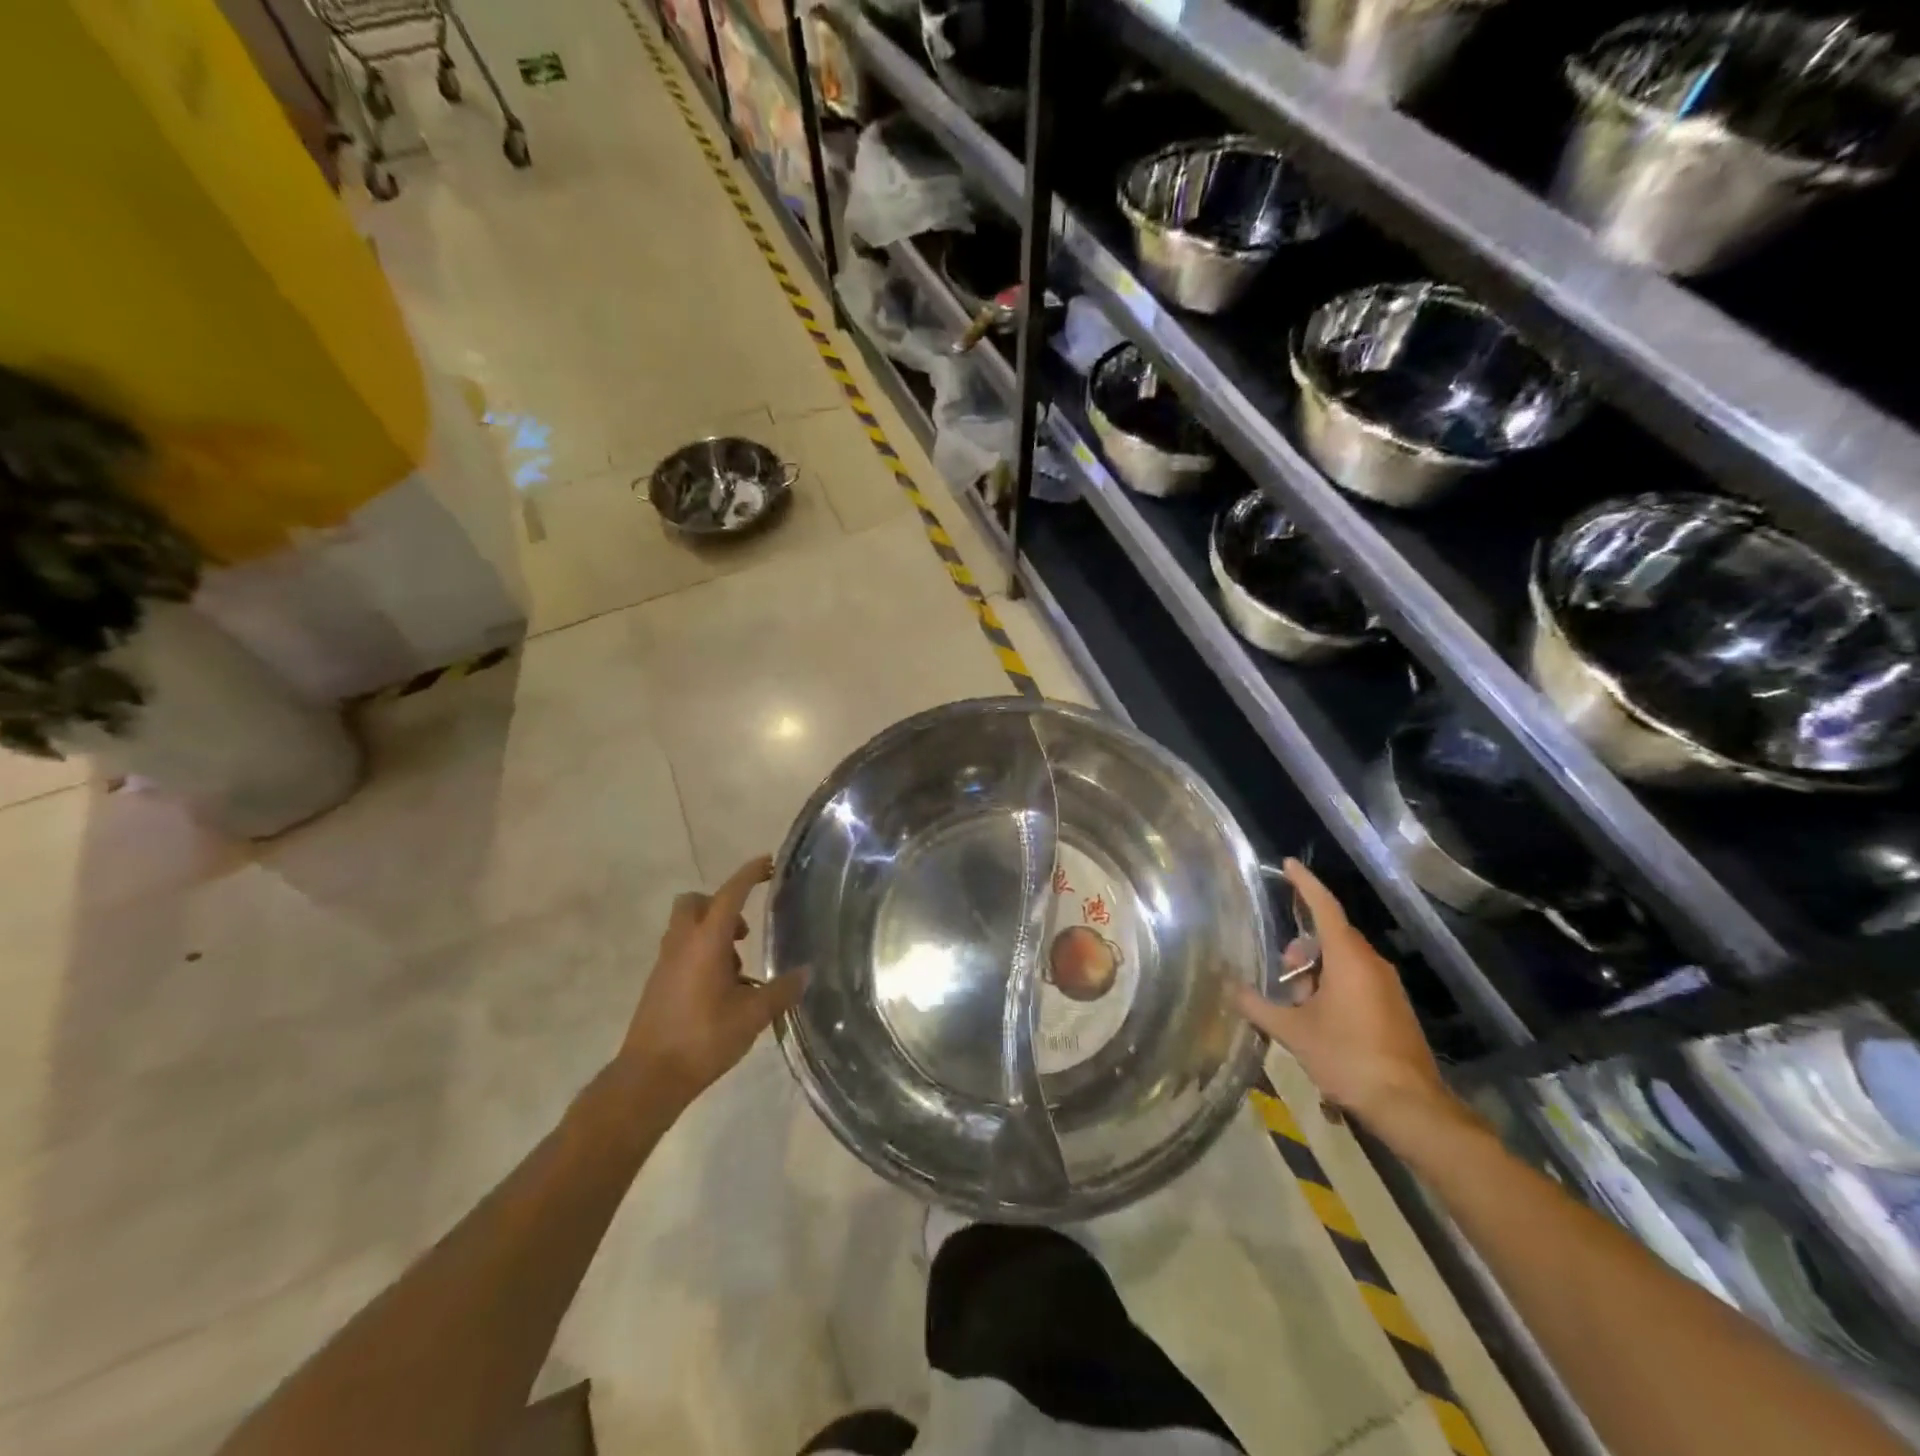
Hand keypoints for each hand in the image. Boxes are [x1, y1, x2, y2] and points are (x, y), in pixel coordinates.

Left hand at [617, 855, 807, 1105]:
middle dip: (721, 905)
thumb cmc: (703, 1039)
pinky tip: (721, 990)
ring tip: (738, 969)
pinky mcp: (658, 984)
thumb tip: (806, 972)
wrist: (648, 1078)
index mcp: (706, 942)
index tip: (768, 863)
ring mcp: (665, 963)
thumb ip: (781, 991)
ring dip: (712, 933)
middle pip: (695, 903)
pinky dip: (702, 955)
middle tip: (744, 932)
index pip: (730, 894)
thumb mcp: (752, 1016)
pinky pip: (681, 951)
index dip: (749, 874)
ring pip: (687, 928)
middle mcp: (682, 944)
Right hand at [1232, 859, 1457, 1135]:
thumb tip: (1230, 989)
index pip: (1324, 907)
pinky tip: (1316, 1018)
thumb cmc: (1348, 1058)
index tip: (1287, 864)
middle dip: (1301, 947)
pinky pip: (1356, 980)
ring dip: (1315, 973)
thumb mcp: (1294, 1032)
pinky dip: (1332, 987)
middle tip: (1281, 973)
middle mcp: (1371, 964)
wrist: (1410, 1106)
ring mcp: (1386, 987)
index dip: (1304, 884)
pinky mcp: (1393, 1008)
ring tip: (1296, 1005)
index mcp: (1348, 958)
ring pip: (1343, 961)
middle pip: (1330, 936)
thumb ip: (1259, 1006)